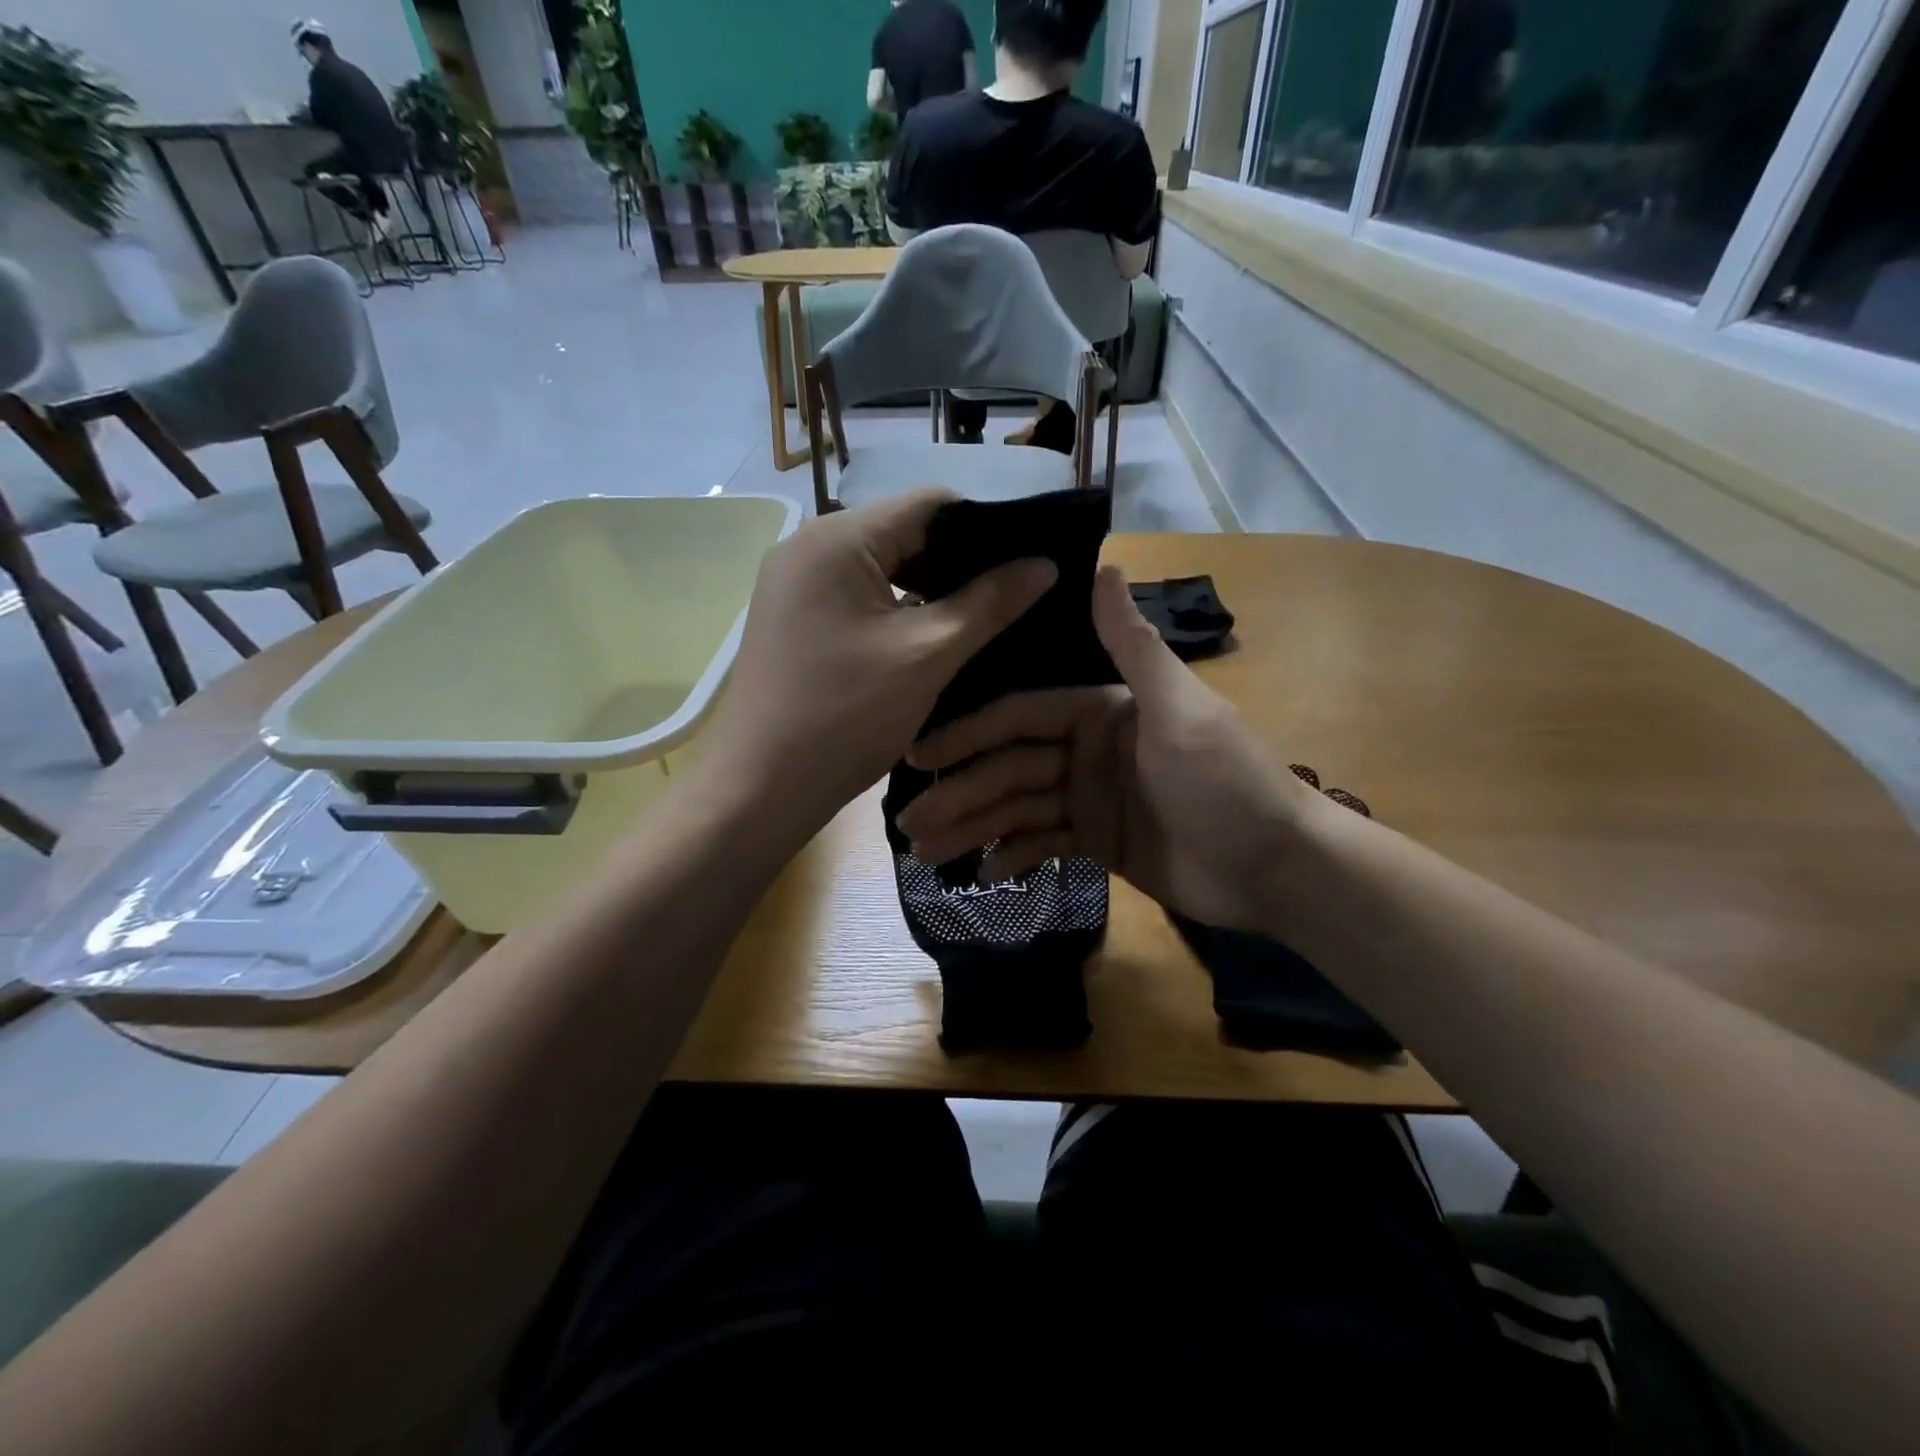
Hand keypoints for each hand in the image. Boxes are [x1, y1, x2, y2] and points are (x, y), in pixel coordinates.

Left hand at [706, 490, 1054, 840]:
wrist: (762, 787)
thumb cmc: (846, 716)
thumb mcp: (928, 655)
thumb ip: (989, 603)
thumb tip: (1045, 564)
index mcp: (838, 539)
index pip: (930, 504)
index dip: (987, 529)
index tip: (1027, 562)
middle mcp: (810, 547)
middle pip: (904, 533)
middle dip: (960, 563)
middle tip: (1011, 596)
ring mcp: (797, 584)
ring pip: (883, 568)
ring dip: (930, 590)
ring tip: (981, 619)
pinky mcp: (796, 618)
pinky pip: (859, 597)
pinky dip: (898, 611)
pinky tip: (934, 637)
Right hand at [895, 565, 1316, 930]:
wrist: (1277, 867)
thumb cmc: (1227, 782)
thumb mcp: (1180, 710)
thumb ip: (1133, 646)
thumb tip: (1102, 563)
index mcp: (1100, 710)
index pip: (1019, 716)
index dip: (969, 733)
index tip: (921, 754)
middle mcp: (1086, 748)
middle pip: (1009, 767)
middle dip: (961, 791)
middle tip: (910, 822)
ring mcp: (1089, 797)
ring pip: (1018, 808)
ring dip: (974, 826)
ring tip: (928, 851)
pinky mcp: (1098, 841)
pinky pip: (1043, 843)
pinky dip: (1014, 854)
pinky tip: (981, 874)